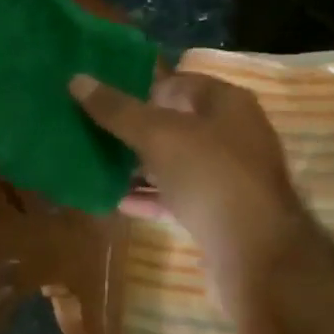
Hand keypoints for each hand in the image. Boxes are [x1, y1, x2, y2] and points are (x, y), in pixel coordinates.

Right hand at [69, 71, 309, 314]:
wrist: (255, 253)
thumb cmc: (211, 176)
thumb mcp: (159, 136)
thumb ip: (118, 110)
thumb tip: (77, 79)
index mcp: (227, 103)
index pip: (178, 83)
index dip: (140, 88)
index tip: (102, 100)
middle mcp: (233, 134)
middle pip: (176, 124)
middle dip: (135, 130)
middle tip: (92, 132)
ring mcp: (229, 175)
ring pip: (176, 163)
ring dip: (140, 166)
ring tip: (97, 166)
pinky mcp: (221, 212)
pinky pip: (179, 196)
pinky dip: (151, 197)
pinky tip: (117, 201)